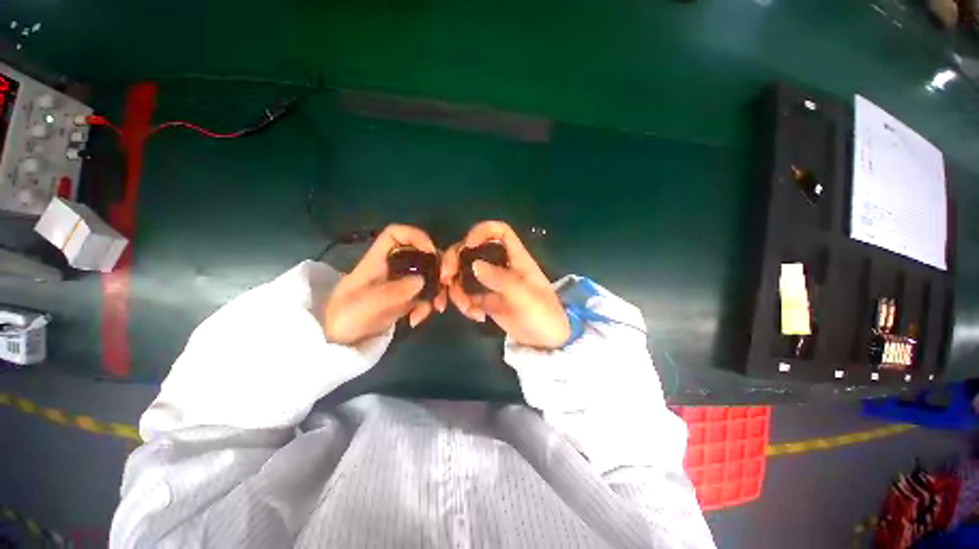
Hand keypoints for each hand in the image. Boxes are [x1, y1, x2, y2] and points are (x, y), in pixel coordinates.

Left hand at [323, 224, 447, 344]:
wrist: (337, 340)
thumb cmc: (344, 318)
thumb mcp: (365, 306)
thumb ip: (393, 292)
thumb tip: (421, 281)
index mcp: (377, 260)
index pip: (396, 234)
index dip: (415, 236)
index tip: (431, 251)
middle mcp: (392, 267)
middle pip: (420, 254)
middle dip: (436, 269)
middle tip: (445, 283)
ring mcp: (400, 283)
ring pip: (427, 276)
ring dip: (436, 291)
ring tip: (436, 308)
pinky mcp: (405, 298)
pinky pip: (424, 295)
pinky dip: (426, 306)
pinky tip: (415, 320)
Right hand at [442, 221, 569, 348]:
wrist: (545, 341)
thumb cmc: (543, 314)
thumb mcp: (525, 297)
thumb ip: (500, 280)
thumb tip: (474, 265)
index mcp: (516, 258)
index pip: (499, 231)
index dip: (482, 231)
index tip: (467, 245)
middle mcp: (500, 265)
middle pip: (472, 250)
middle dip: (454, 261)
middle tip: (446, 278)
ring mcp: (491, 282)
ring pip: (463, 273)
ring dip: (457, 288)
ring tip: (466, 307)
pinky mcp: (485, 299)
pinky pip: (466, 294)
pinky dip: (464, 303)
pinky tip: (477, 317)